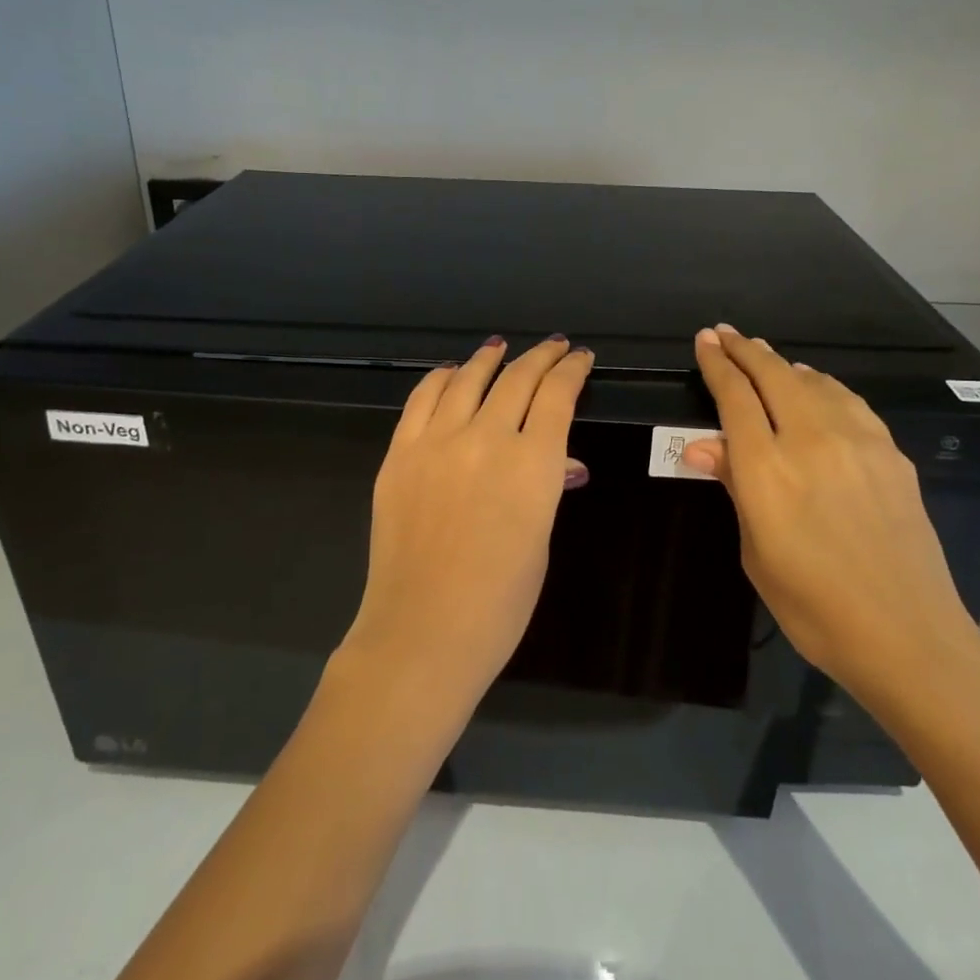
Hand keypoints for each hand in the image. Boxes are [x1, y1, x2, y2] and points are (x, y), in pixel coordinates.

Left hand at [339, 335, 594, 712]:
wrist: (423, 631)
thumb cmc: (500, 601)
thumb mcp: (540, 539)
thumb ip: (546, 486)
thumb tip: (559, 460)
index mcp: (532, 464)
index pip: (557, 395)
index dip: (571, 370)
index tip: (579, 359)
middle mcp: (485, 438)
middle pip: (517, 378)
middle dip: (541, 358)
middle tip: (554, 347)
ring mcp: (436, 443)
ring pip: (467, 380)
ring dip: (489, 359)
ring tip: (500, 348)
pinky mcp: (399, 454)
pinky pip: (421, 400)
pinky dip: (440, 379)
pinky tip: (451, 373)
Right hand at [682, 324, 979, 721]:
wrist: (908, 634)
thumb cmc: (813, 606)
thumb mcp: (757, 553)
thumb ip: (735, 488)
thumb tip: (702, 445)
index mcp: (767, 470)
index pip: (735, 398)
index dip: (717, 364)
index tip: (705, 341)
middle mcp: (811, 441)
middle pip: (773, 376)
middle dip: (745, 350)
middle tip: (726, 334)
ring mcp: (858, 442)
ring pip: (814, 382)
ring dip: (783, 364)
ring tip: (766, 357)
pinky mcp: (891, 453)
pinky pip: (849, 402)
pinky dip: (823, 385)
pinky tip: (817, 387)